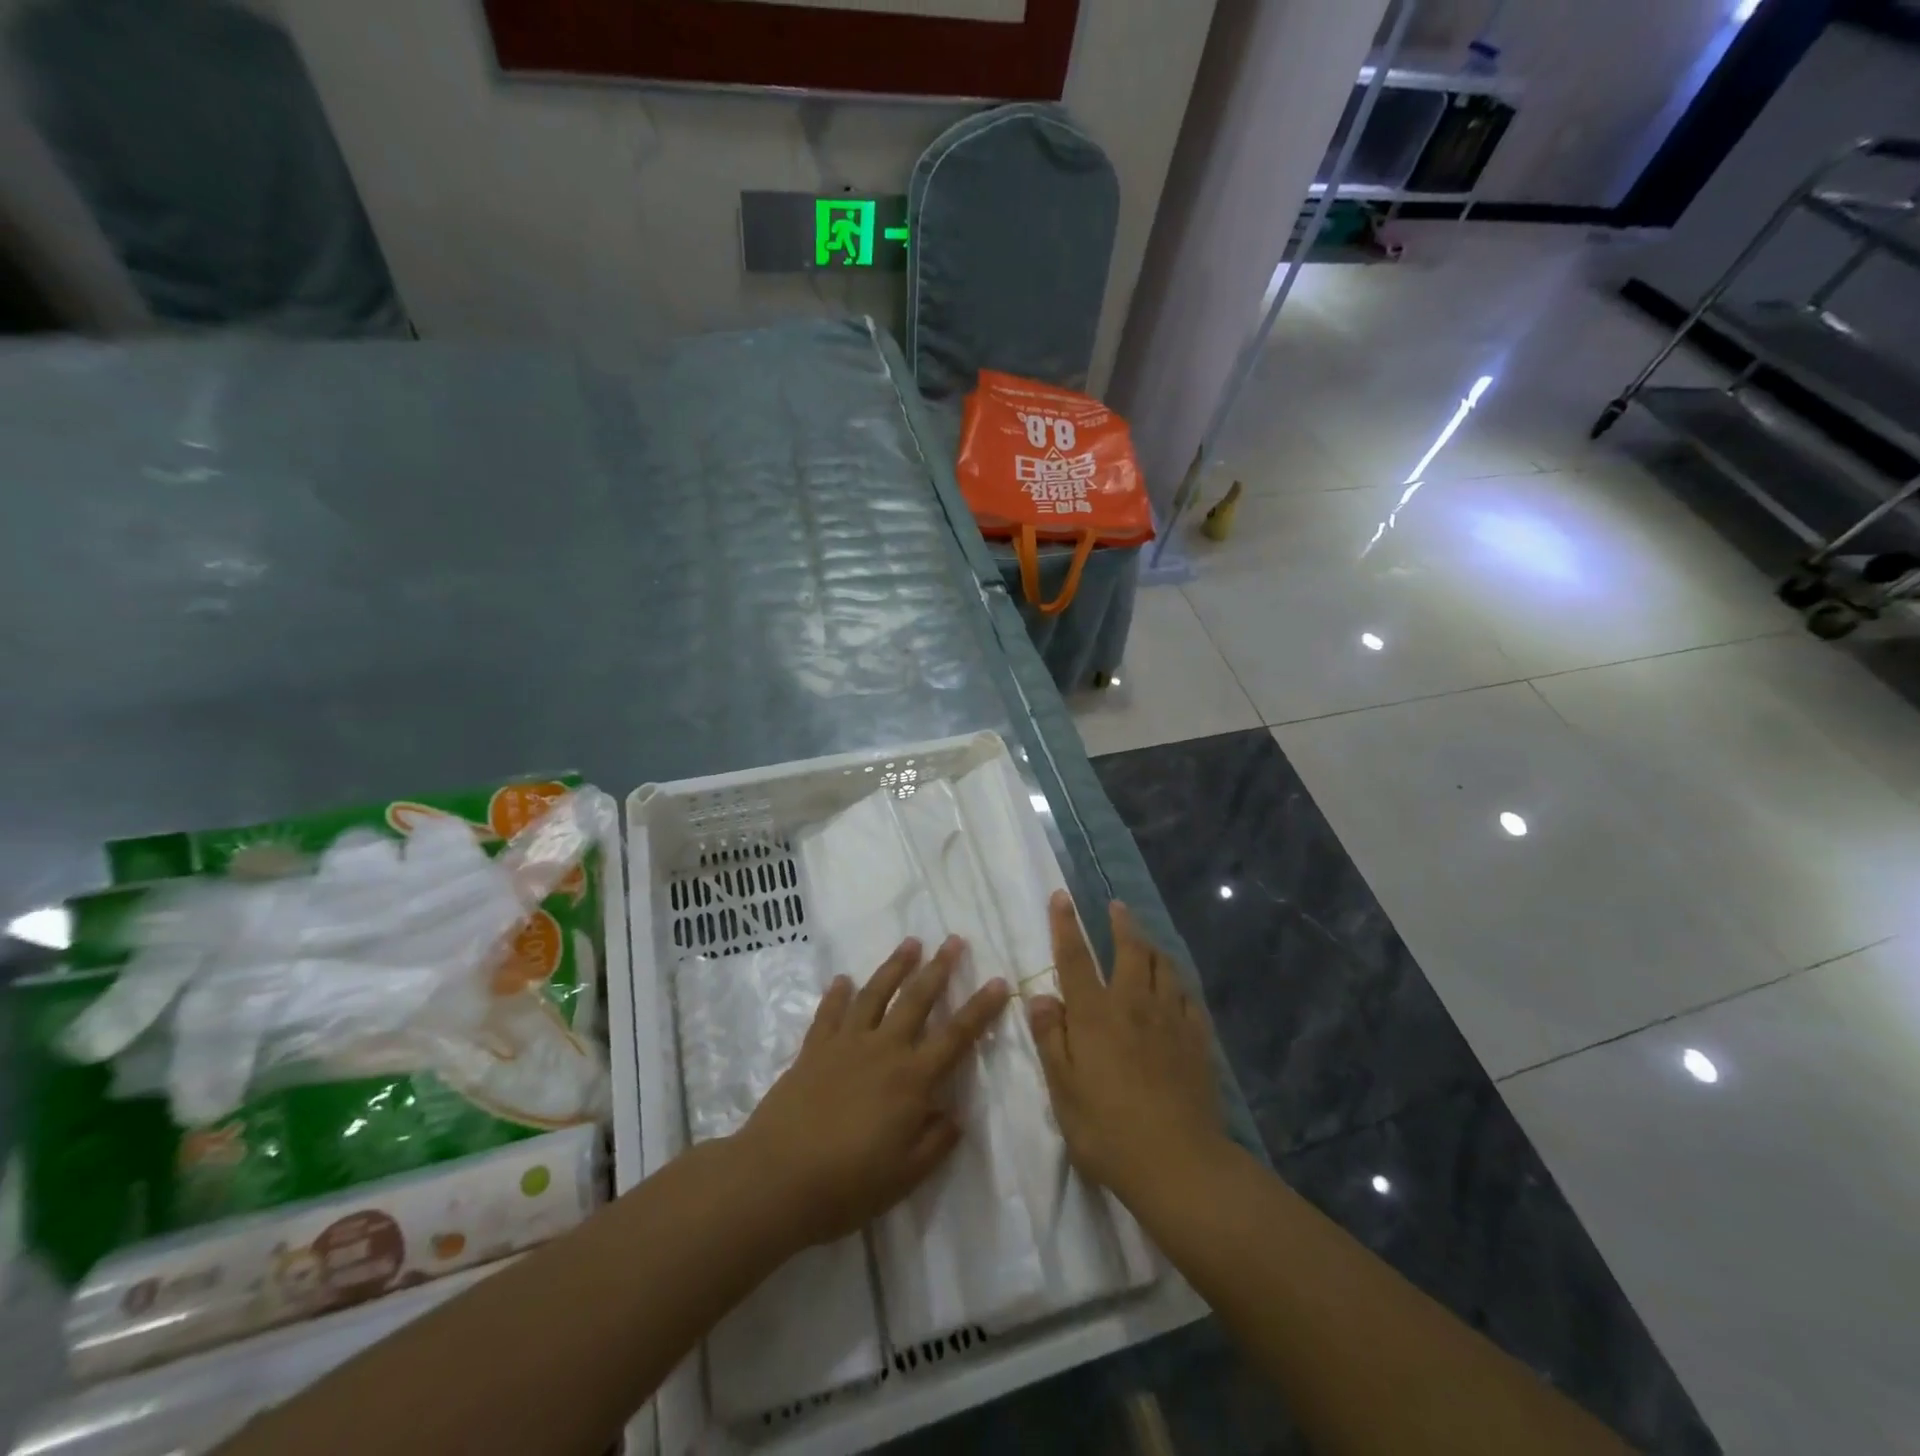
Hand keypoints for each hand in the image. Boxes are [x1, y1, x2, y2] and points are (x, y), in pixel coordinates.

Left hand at [738, 936, 1010, 1248]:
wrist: (775, 1178)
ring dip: (895, 966)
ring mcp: (845, 1044)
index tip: (999, 982)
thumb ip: (936, 1142)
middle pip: (917, 1000)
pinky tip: (842, 979)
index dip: (981, 1009)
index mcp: (912, 1079)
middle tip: (954, 940)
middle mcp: (883, 1050)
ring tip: (911, 943)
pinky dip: (837, 993)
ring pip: (875, 994)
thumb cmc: (847, 1185)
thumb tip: (957, 1113)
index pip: (956, 1036)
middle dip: (939, 968)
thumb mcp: (905, 1177)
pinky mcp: (813, 1049)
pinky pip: (829, 1013)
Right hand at [1029, 893, 1225, 1203]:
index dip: (1066, 925)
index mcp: (1095, 1014)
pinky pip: (1188, 997)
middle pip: (1129, 950)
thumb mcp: (1063, 1090)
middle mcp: (1134, 1004)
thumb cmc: (1108, 1130)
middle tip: (1116, 907)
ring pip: (1163, 967)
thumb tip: (1040, 997)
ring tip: (1145, 940)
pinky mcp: (1198, 1040)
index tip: (1062, 896)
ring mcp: (1171, 1020)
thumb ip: (1051, 1039)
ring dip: (1151, 946)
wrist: (1179, 1163)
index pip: (1076, 958)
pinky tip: (1176, 988)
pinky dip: (1178, 983)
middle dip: (1120, 923)